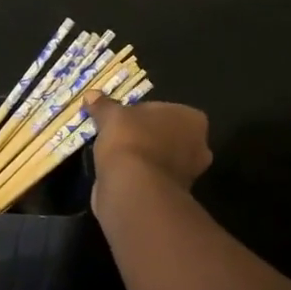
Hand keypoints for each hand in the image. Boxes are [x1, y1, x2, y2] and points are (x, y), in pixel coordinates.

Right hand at [83, 93, 212, 197]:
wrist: (133, 189)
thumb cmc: (130, 141)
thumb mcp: (111, 116)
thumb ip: (104, 105)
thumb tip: (91, 94)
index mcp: (193, 119)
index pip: (164, 110)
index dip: (139, 114)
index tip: (120, 121)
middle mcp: (199, 146)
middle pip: (165, 135)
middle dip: (145, 137)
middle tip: (118, 138)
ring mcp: (189, 174)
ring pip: (159, 159)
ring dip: (142, 159)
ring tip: (115, 159)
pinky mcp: (173, 195)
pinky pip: (152, 179)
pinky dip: (139, 177)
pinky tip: (120, 176)